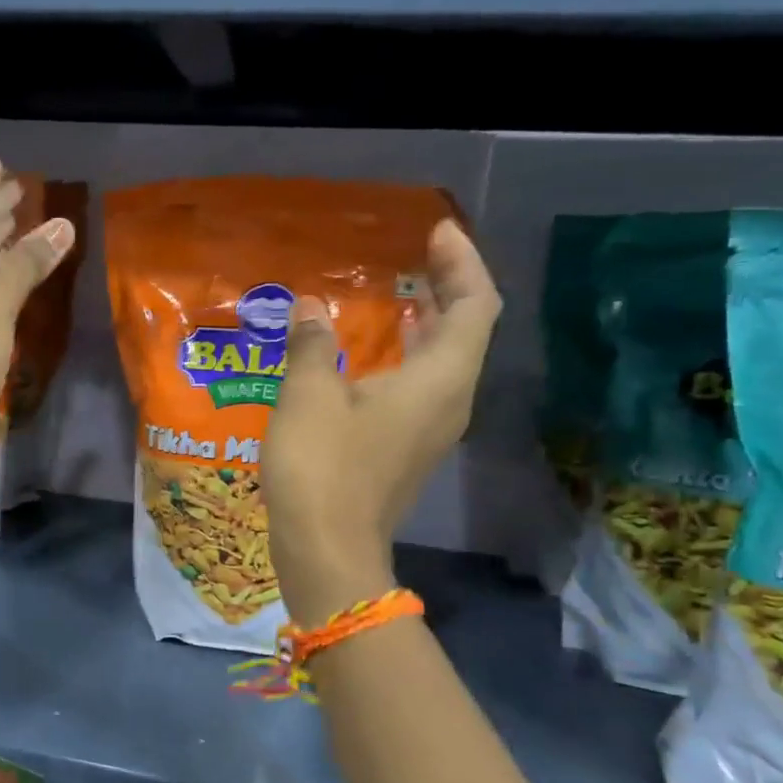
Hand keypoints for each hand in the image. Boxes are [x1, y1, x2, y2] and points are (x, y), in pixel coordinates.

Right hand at [263, 220, 500, 624]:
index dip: (461, 262)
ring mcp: (430, 431)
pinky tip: (368, 354)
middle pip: (466, 330)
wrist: (327, 551)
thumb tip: (310, 308)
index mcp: (439, 379)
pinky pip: (421, 387)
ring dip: (426, 323)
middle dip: (447, 287)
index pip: (475, 304)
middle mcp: (449, 401)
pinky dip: (405, 356)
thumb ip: (311, 344)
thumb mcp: (308, 395)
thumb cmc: (322, 466)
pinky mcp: (407, 451)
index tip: (436, 232)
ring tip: (395, 295)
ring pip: (444, 361)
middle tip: (416, 255)